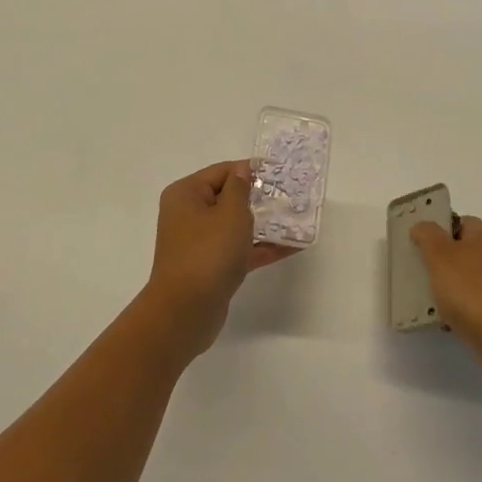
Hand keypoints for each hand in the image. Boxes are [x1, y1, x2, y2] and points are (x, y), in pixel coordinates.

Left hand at [142, 161, 299, 357]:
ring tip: (296, 220)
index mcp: (186, 194)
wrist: (185, 312)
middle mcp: (188, 214)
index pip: (222, 171)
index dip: (250, 170)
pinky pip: (238, 249)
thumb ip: (240, 188)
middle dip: (258, 198)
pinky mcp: (210, 267)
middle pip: (228, 198)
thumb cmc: (208, 252)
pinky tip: (290, 247)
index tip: (279, 173)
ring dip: (263, 224)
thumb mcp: (230, 213)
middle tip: (291, 197)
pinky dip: (260, 248)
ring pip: (234, 226)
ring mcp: (198, 243)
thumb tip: (242, 171)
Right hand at [410, 216, 481, 381]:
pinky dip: (467, 308)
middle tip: (422, 274)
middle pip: (467, 250)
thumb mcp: (440, 257)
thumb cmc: (472, 293)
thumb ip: (428, 236)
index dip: (439, 230)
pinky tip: (452, 321)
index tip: (420, 247)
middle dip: (444, 261)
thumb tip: (423, 226)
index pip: (460, 221)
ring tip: (432, 301)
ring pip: (473, 277)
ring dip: (454, 287)